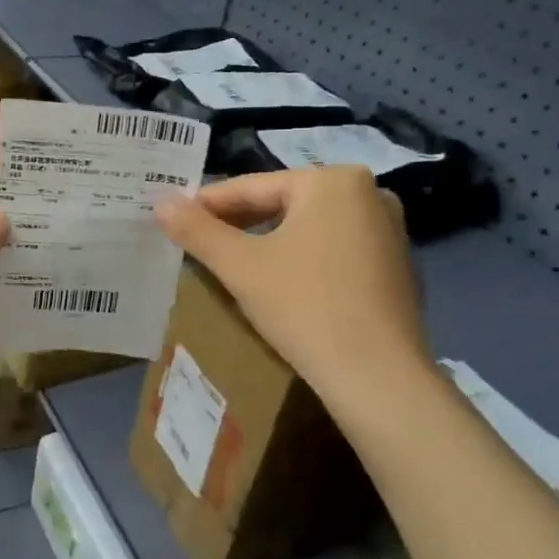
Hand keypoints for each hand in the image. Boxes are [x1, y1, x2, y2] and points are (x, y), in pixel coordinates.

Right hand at [154, 168, 431, 402]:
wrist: (377, 377)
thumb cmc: (304, 307)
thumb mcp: (240, 267)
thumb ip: (197, 230)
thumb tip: (160, 202)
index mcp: (333, 181)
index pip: (252, 187)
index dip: (207, 204)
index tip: (174, 218)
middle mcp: (370, 194)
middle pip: (284, 204)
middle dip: (240, 223)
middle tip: (199, 243)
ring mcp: (390, 231)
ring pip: (309, 228)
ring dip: (269, 242)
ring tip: (232, 263)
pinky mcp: (397, 268)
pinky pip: (334, 251)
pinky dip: (303, 260)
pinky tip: (281, 286)